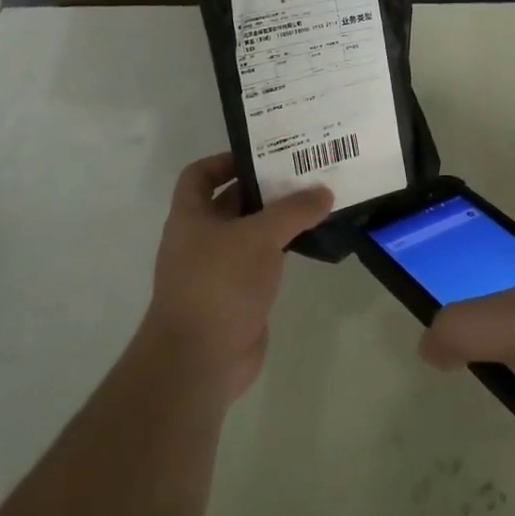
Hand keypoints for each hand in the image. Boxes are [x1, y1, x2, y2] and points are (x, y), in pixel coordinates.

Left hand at [141, 153, 332, 402]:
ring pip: (249, 234)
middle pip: (230, 202)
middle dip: (262, 188)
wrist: (200, 360)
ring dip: (276, 221)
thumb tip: (324, 192)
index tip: (261, 155)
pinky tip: (309, 242)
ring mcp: (217, 270)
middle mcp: (199, 239)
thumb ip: (294, 210)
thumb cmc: (220, 282)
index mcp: (190, 216)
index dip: (224, 160)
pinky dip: (280, 251)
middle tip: (302, 173)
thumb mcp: (260, 236)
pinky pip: (260, 264)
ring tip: (314, 203)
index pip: (199, 175)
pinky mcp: (236, 297)